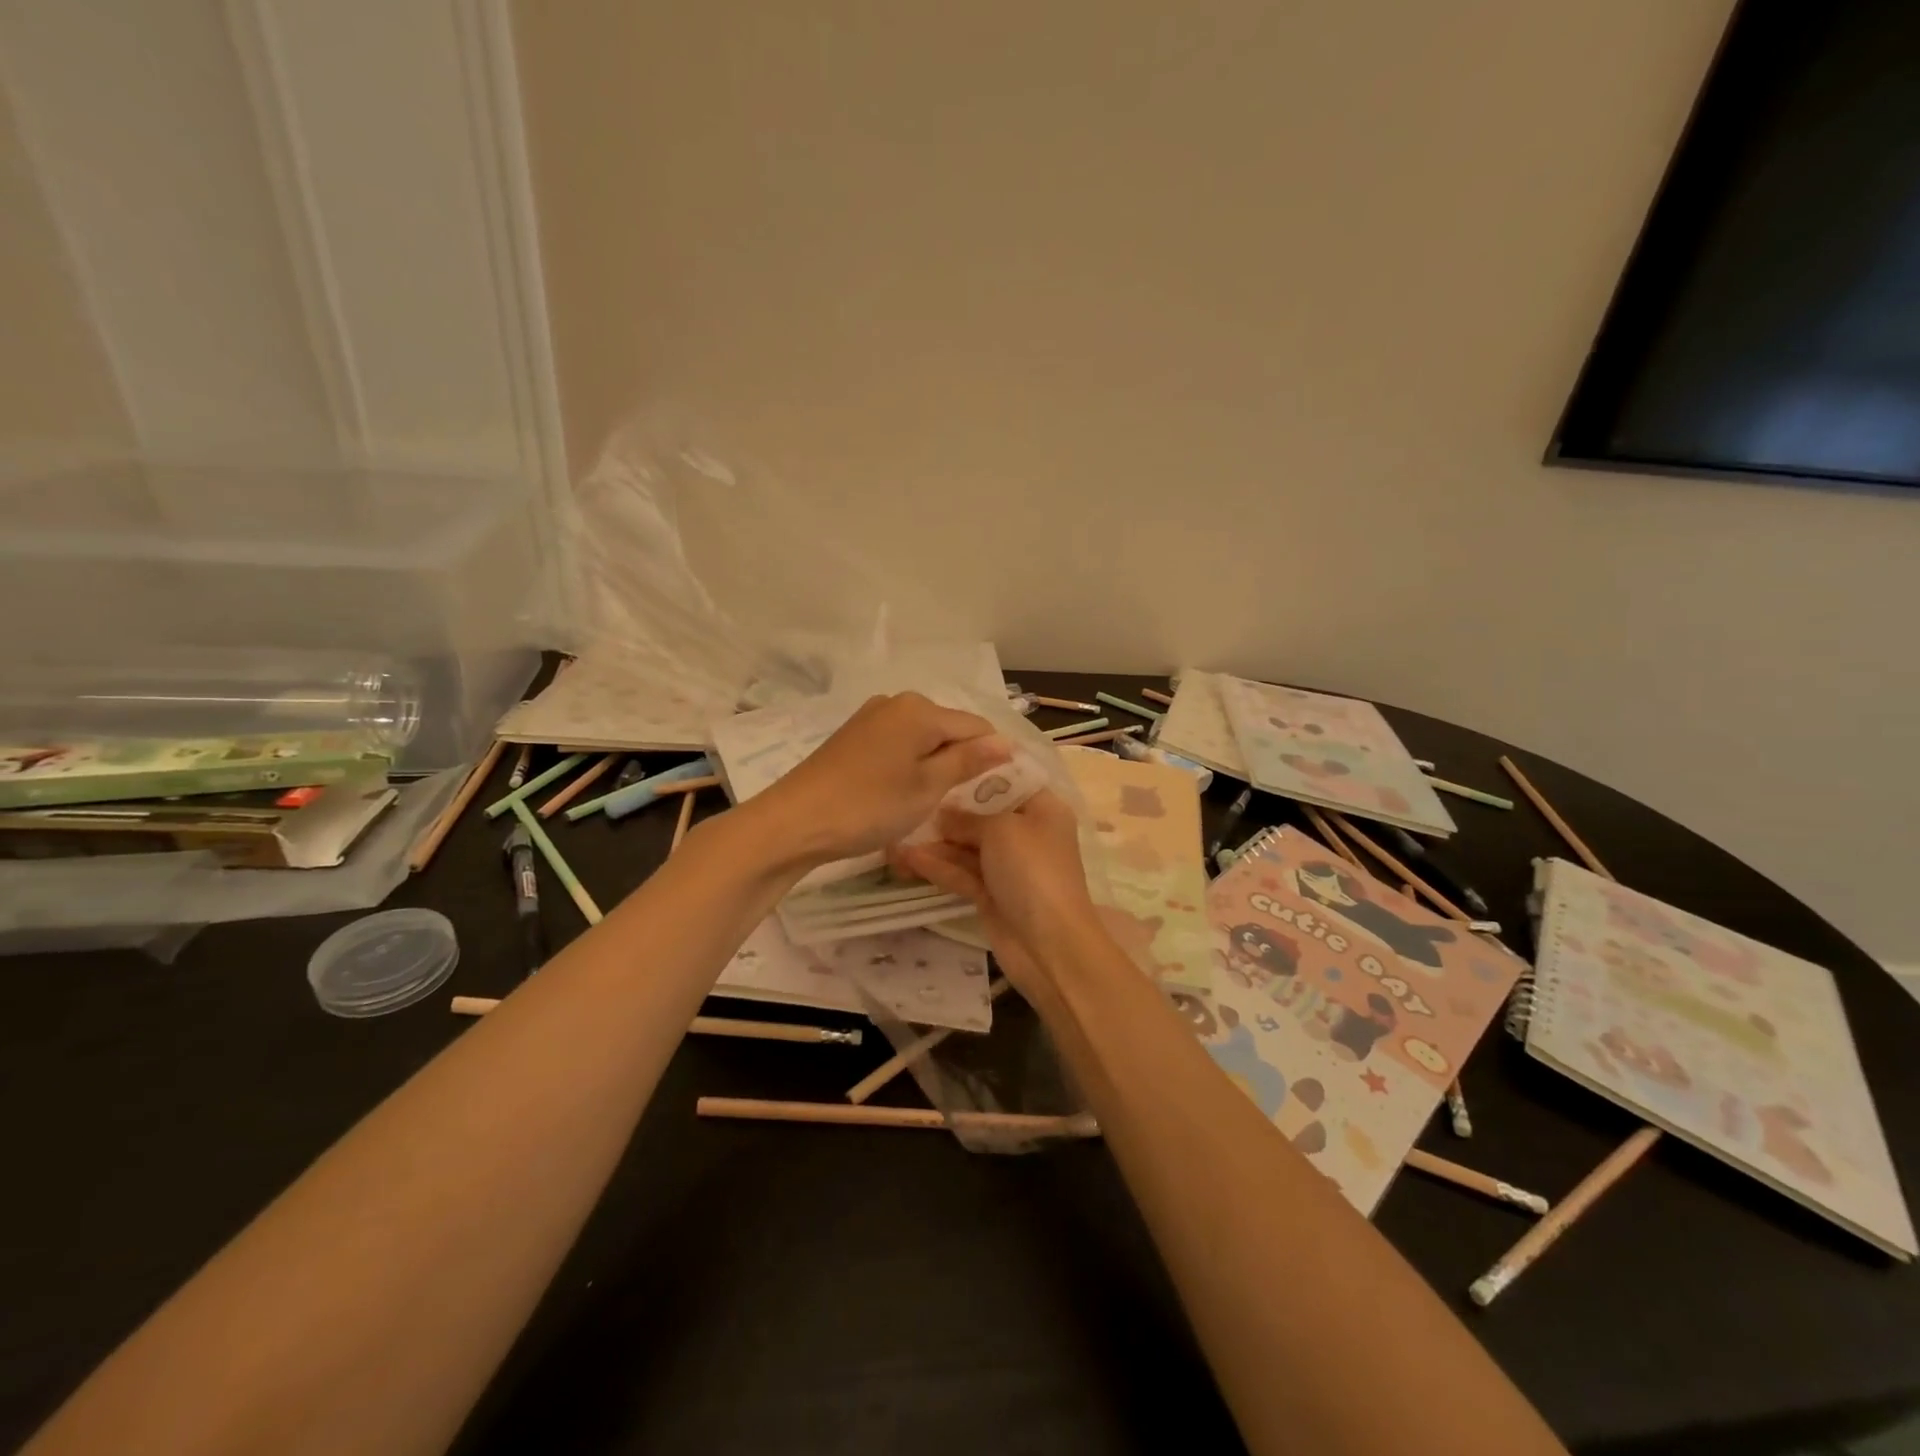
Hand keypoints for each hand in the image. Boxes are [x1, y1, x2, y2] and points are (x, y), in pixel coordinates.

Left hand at [748, 692, 1010, 868]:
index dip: (994, 756)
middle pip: (949, 728)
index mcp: (920, 709)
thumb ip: (968, 761)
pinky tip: (904, 790)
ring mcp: (871, 716)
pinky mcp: (853, 735)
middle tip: (967, 801)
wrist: (794, 821)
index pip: (977, 726)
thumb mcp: (927, 787)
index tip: (1001, 790)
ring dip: (935, 763)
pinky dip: (910, 763)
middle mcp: (897, 702)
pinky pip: (899, 743)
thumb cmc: (869, 806)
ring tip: (936, 799)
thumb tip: (1006, 742)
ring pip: (923, 737)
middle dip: (963, 759)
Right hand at [890, 789, 1102, 993]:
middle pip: (982, 813)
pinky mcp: (990, 893)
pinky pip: (960, 872)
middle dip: (946, 810)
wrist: (1049, 945)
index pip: (1008, 779)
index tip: (939, 762)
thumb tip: (943, 815)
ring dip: (934, 842)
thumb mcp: (1001, 829)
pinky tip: (904, 858)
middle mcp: (1026, 833)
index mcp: (1042, 809)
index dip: (975, 770)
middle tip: (908, 799)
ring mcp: (1007, 865)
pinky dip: (936, 866)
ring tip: (895, 833)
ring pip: (966, 846)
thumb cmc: (1033, 871)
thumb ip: (967, 817)